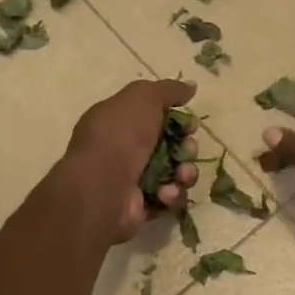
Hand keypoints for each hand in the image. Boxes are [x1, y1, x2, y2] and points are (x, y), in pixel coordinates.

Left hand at [66, 78, 198, 242]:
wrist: (103, 186)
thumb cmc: (120, 135)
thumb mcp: (143, 98)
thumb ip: (169, 90)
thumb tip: (191, 86)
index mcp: (119, 122)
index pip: (156, 118)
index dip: (178, 121)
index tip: (190, 124)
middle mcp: (124, 151)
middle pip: (170, 147)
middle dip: (186, 148)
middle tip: (187, 149)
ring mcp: (132, 181)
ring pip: (175, 175)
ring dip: (184, 174)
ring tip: (181, 175)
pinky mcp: (142, 207)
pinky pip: (169, 199)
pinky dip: (171, 195)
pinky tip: (164, 193)